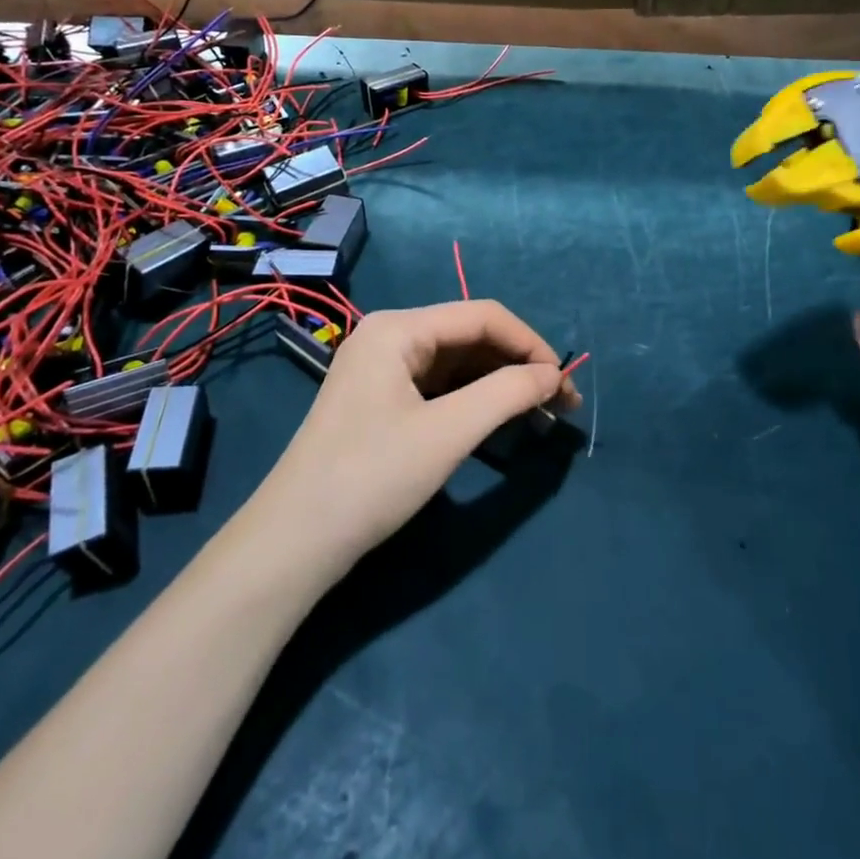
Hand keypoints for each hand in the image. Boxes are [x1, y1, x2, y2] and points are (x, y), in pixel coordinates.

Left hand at [254, 301, 579, 577]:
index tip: (566, 384)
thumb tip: (554, 375)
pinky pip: (439, 385)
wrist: (294, 542)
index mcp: (399, 327)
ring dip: (499, 384)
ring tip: (540, 415)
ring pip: (457, 363)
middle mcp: (390, 335)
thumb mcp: (448, 433)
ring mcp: (382, 368)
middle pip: (470, 336)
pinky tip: (499, 420)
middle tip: (561, 405)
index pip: (484, 316)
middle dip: (518, 366)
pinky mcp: (380, 398)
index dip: (531, 344)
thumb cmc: (372, 477)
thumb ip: (508, 394)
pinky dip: (473, 399)